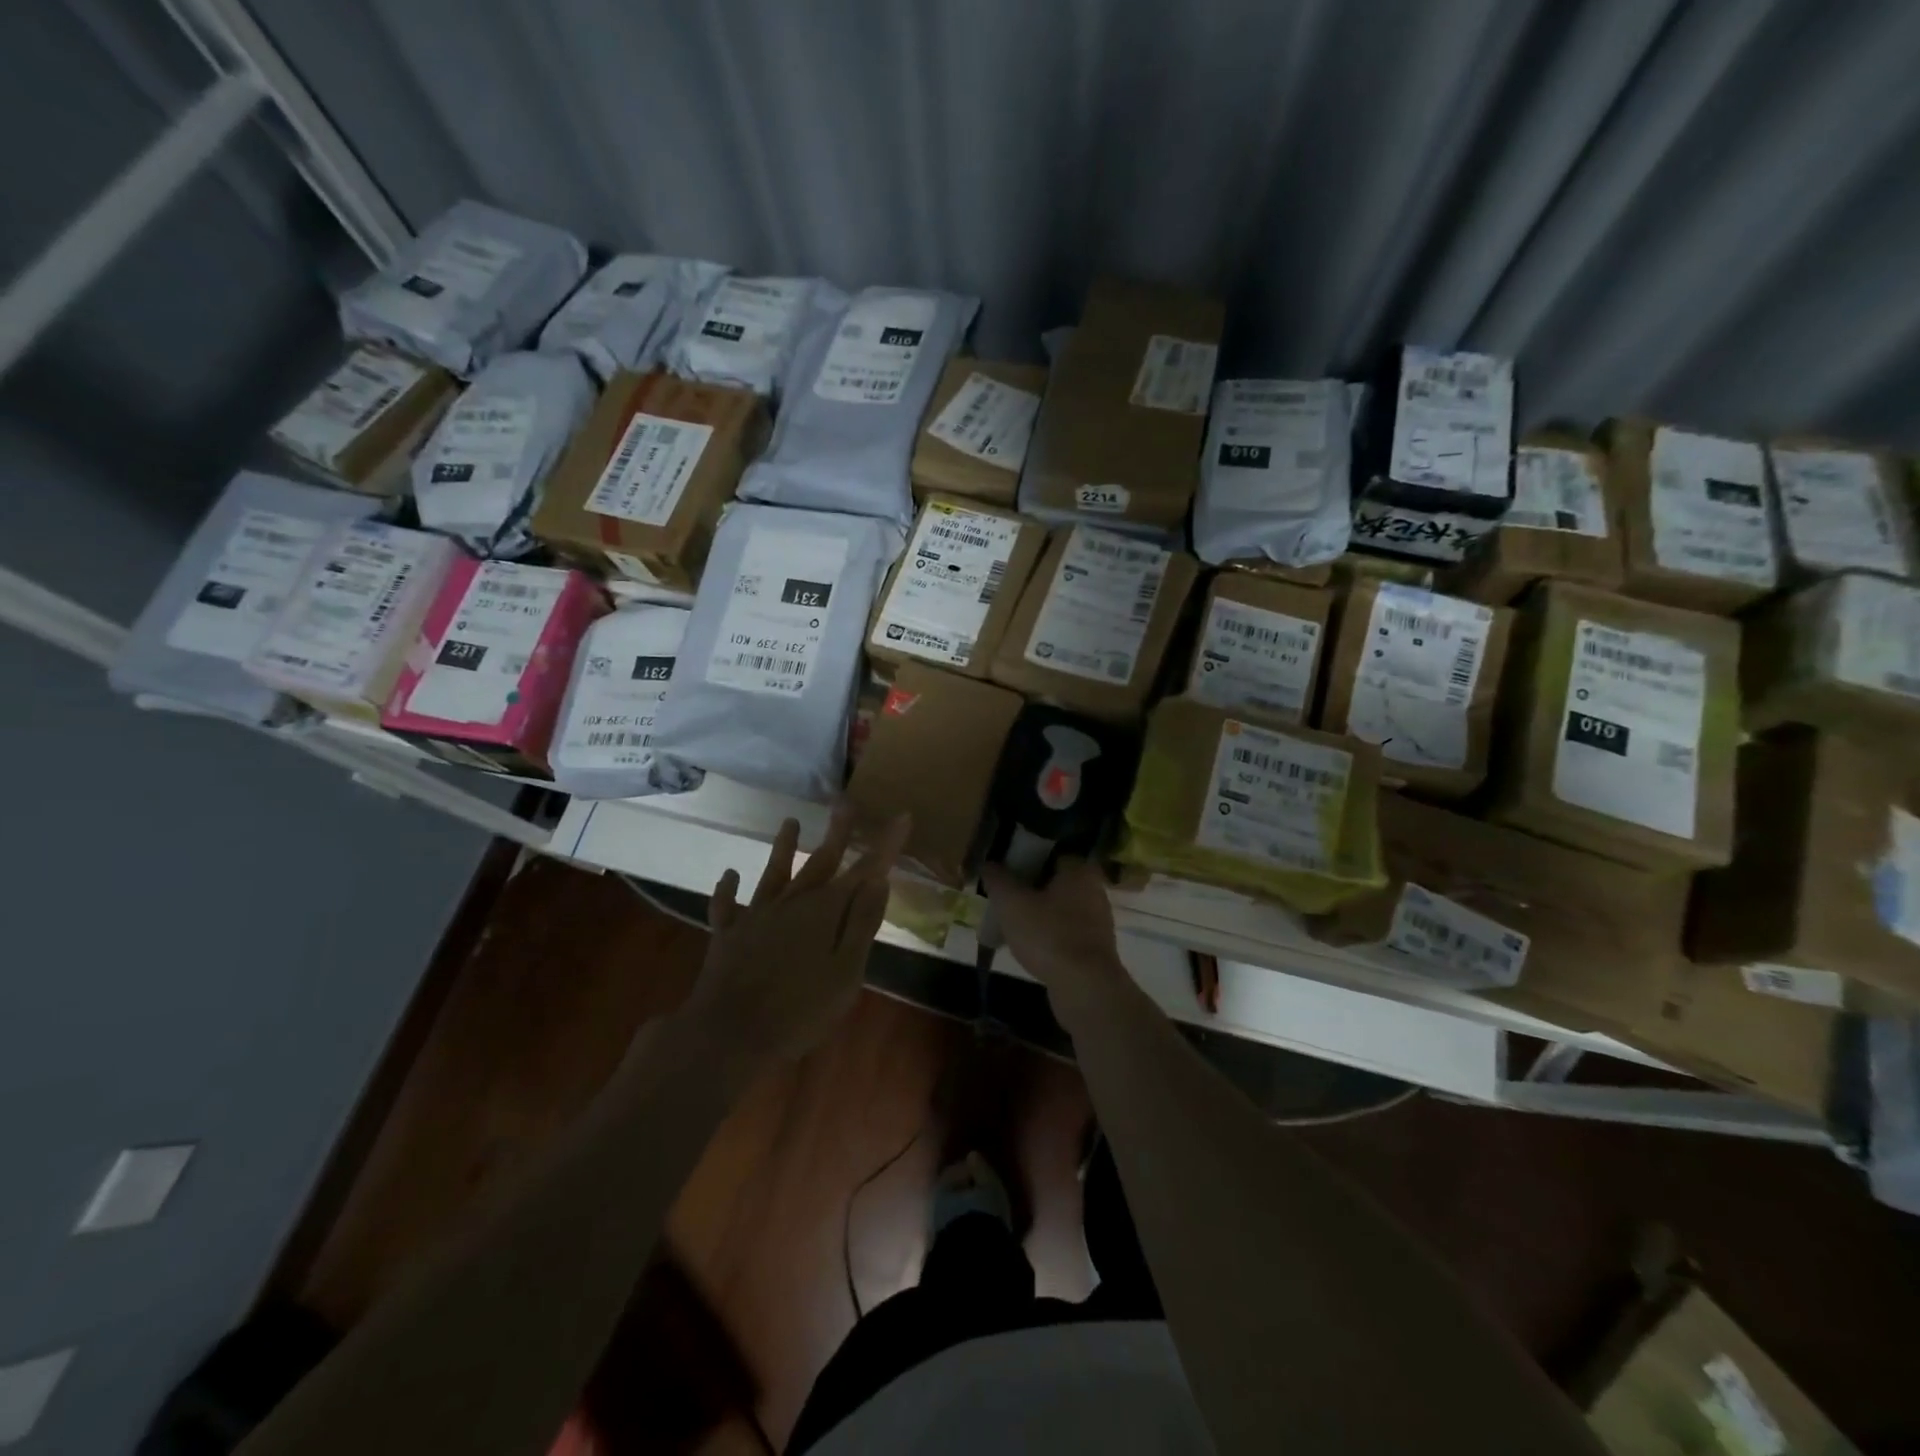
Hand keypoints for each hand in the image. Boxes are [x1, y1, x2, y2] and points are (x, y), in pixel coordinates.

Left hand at [680, 808, 908, 1072]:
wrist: (729, 1033)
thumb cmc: (799, 1010)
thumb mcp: (846, 973)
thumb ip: (861, 925)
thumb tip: (878, 882)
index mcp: (825, 912)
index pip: (864, 872)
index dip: (885, 845)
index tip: (901, 816)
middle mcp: (792, 904)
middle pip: (819, 861)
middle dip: (837, 833)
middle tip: (846, 802)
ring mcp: (757, 916)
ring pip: (774, 873)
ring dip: (783, 847)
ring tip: (790, 821)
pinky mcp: (728, 934)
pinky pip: (727, 906)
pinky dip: (728, 890)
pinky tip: (728, 876)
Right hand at [980, 858, 1128, 1022]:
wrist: (1084, 988)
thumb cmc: (1048, 935)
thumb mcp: (1011, 903)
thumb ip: (997, 879)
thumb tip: (989, 864)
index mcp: (1079, 870)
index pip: (1050, 852)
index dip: (1025, 858)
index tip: (1004, 869)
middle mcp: (1094, 890)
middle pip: (1054, 881)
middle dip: (1029, 888)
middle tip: (1004, 897)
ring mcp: (1098, 921)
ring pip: (1059, 908)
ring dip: (1037, 913)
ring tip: (1010, 923)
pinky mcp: (1095, 948)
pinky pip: (1065, 932)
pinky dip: (1047, 935)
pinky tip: (1028, 946)